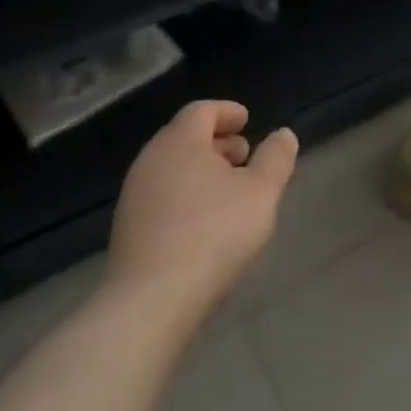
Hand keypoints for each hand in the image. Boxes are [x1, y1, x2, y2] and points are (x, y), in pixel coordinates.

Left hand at [107, 100, 297, 322]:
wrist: (150, 300)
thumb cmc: (213, 234)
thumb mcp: (261, 193)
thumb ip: (276, 159)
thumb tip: (283, 134)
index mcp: (180, 141)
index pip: (202, 110)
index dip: (227, 111)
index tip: (247, 121)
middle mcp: (151, 159)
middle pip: (185, 136)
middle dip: (217, 141)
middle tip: (244, 156)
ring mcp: (134, 194)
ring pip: (172, 167)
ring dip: (202, 169)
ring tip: (229, 191)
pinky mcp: (127, 227)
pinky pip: (162, 194)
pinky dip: (186, 193)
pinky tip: (204, 221)